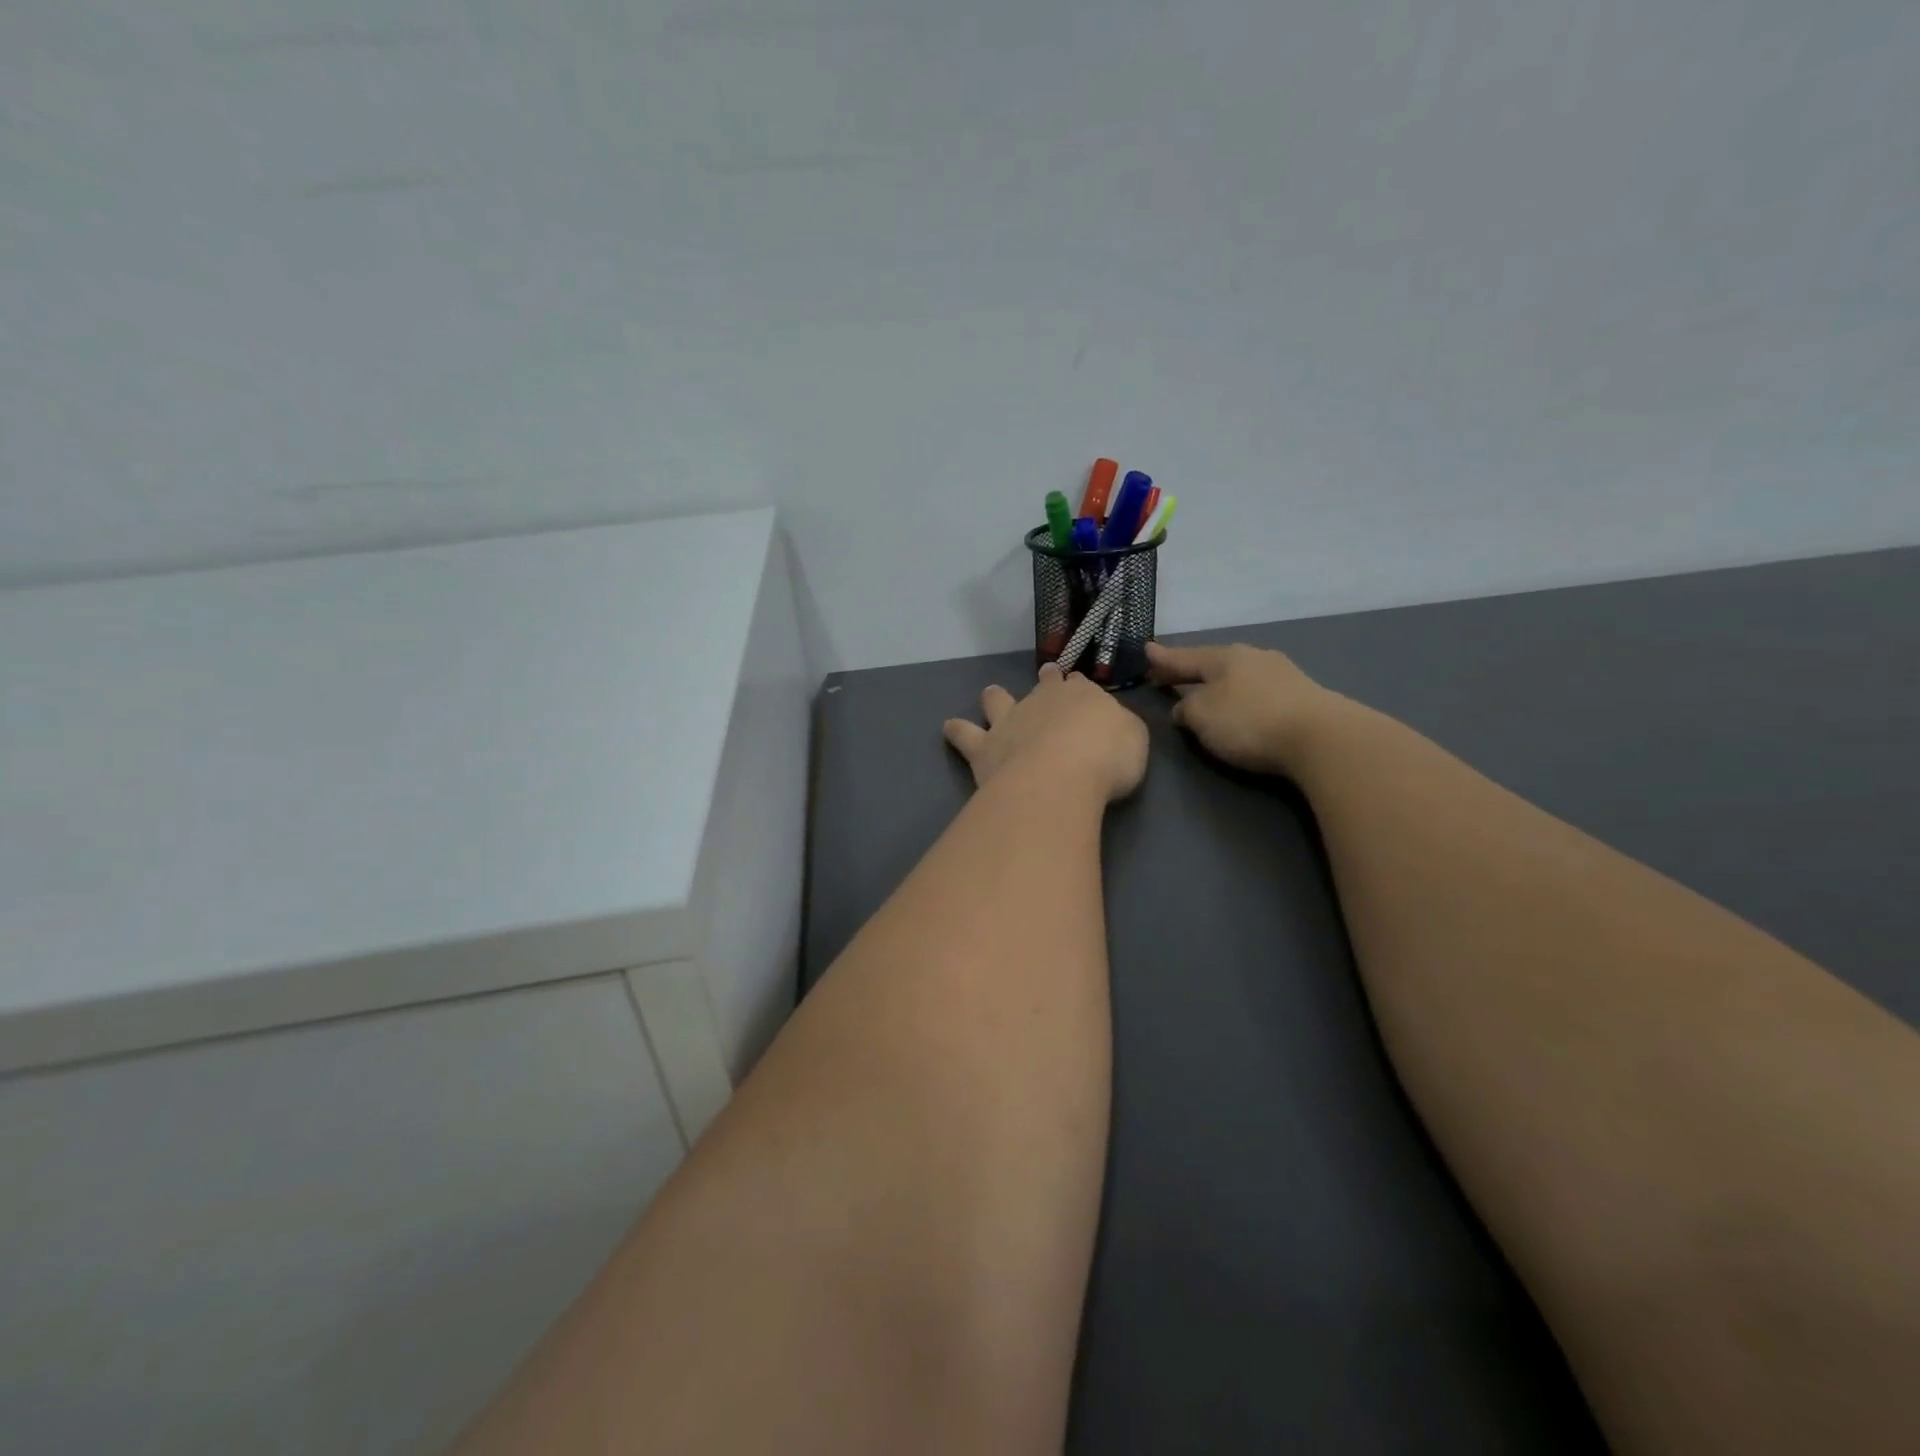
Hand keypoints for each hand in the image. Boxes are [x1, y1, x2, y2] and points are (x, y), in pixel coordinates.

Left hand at [943, 664, 1148, 802]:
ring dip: (995, 697)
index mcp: (1082, 696)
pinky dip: (956, 731)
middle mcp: (1042, 701)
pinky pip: (965, 734)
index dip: (1079, 685)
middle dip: (1045, 680)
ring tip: (990, 694)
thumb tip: (1110, 726)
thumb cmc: (1107, 758)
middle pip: (1042, 685)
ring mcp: (1009, 721)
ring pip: (998, 700)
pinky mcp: (984, 747)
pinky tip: (950, 729)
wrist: (1061, 775)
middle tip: (1046, 675)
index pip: (1080, 685)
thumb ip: (1120, 728)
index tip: (1078, 685)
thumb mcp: (1134, 739)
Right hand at [1146, 640, 1337, 775]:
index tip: (1146, 650)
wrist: (1321, 738)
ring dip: (1219, 684)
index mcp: (1223, 657)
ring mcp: (1281, 673)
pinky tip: (1242, 706)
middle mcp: (1252, 657)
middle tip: (1169, 676)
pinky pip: (1259, 690)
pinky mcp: (1302, 694)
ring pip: (1238, 675)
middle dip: (1190, 671)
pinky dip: (1243, 696)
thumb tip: (1184, 707)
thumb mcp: (1202, 717)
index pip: (1184, 657)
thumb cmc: (1249, 722)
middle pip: (1212, 663)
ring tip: (1206, 694)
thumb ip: (1186, 710)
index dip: (1163, 658)